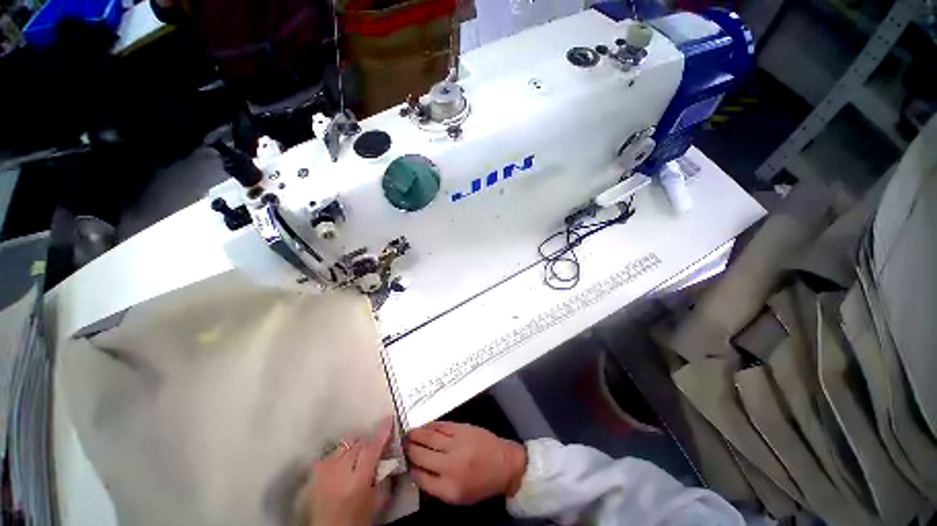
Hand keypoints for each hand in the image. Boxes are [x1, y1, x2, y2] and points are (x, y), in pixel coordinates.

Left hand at [307, 418, 393, 525]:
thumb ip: (383, 478)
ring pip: (344, 446)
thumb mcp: (376, 502)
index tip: (390, 419)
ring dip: (354, 447)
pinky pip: (330, 455)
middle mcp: (340, 471)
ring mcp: (324, 472)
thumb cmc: (356, 521)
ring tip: (358, 456)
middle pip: (358, 444)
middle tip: (374, 448)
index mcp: (358, 480)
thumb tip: (390, 458)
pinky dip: (339, 455)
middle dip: (368, 443)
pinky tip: (342, 464)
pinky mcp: (314, 474)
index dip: (382, 432)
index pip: (372, 448)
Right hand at [405, 421, 526, 504]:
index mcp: (448, 489)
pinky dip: (430, 426)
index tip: (403, 461)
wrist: (505, 464)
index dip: (409, 468)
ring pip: (429, 438)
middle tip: (400, 444)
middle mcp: (449, 466)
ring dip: (416, 434)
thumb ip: (436, 488)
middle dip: (408, 449)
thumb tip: (417, 474)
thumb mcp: (459, 497)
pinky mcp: (462, 429)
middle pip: (421, 455)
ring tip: (407, 433)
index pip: (419, 477)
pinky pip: (441, 426)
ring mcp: (456, 445)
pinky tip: (424, 426)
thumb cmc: (482, 484)